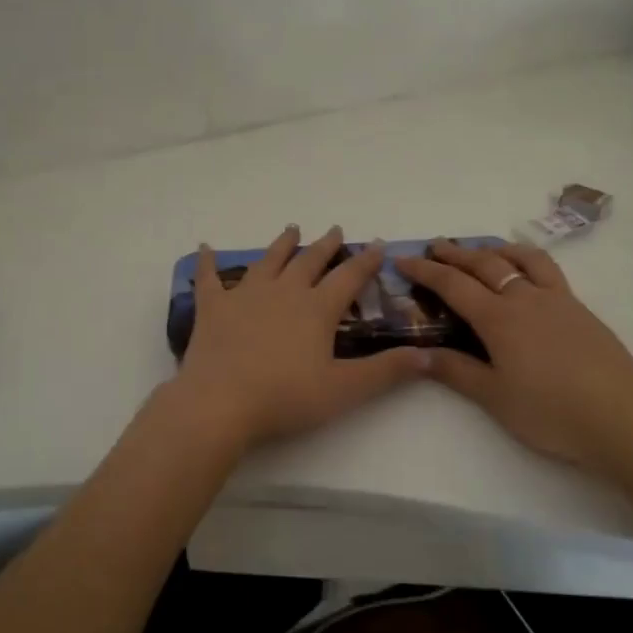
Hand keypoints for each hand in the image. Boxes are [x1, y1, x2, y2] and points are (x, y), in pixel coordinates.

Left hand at [173, 225, 428, 451]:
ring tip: (291, 229)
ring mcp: (245, 296)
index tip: (377, 244)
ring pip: (268, 261)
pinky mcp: (213, 308)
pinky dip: (207, 263)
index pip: (348, 277)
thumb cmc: (285, 397)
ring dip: (281, 244)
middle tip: (335, 230)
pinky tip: (204, 248)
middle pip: (309, 261)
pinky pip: (209, 278)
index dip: (365, 261)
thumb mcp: (344, 389)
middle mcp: (284, 292)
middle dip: (325, 245)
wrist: (220, 403)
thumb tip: (428, 355)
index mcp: (316, 309)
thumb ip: (386, 371)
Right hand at [396, 239, 632, 475]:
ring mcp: (556, 299)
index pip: (453, 285)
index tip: (403, 260)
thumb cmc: (550, 411)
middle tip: (435, 246)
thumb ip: (456, 371)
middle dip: (455, 253)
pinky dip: (528, 259)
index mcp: (499, 319)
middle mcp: (525, 298)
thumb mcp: (494, 397)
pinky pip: (548, 270)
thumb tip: (418, 354)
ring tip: (481, 248)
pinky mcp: (579, 308)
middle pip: (484, 265)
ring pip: (520, 259)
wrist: (619, 416)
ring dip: (495, 249)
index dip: (425, 271)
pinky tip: (527, 270)